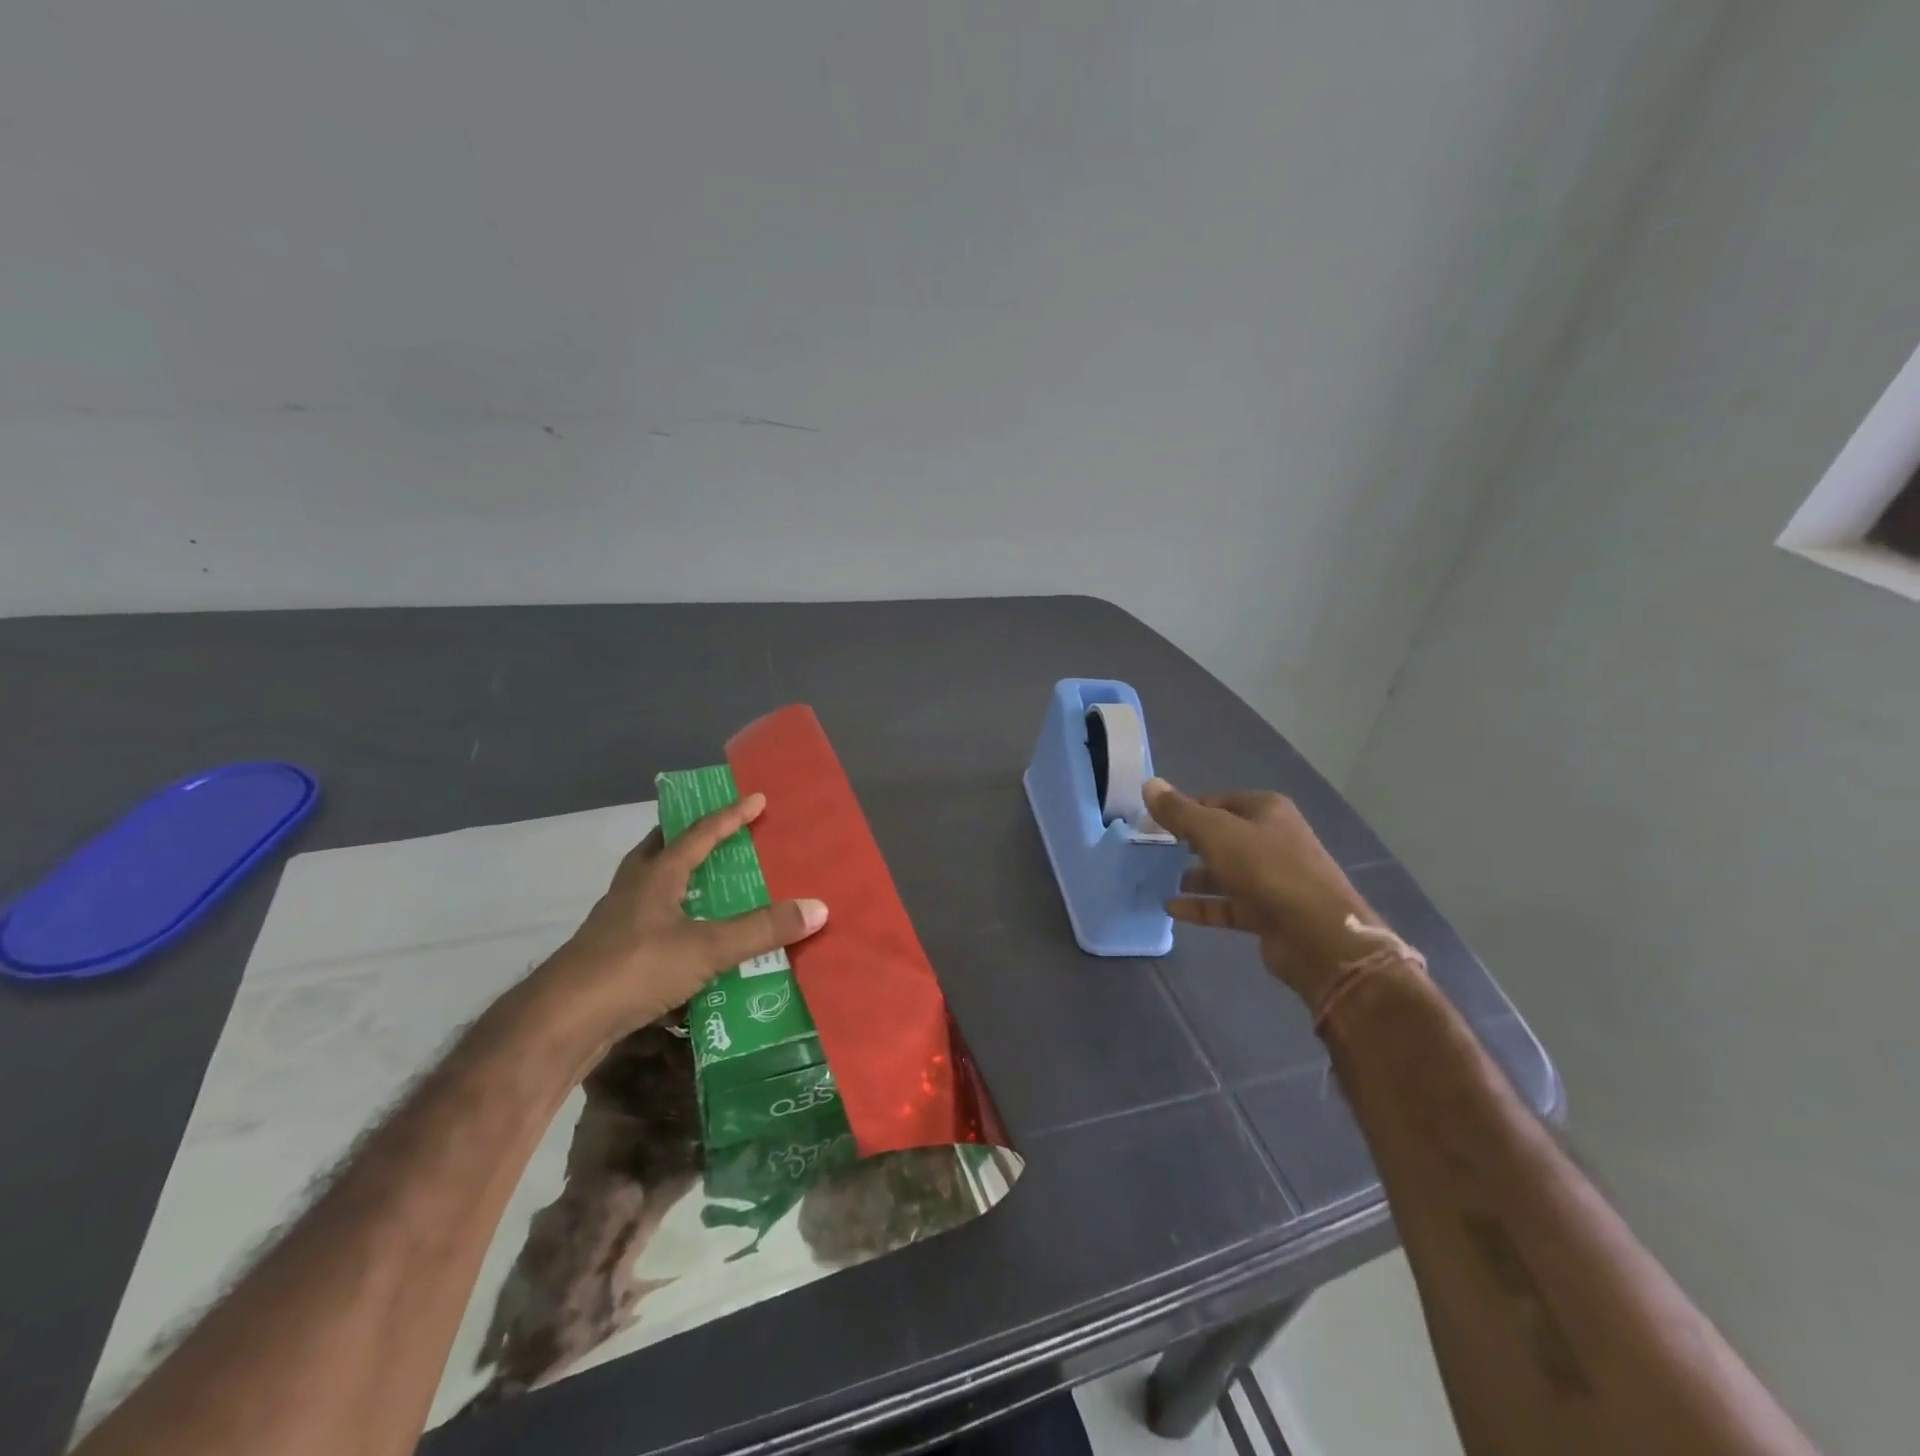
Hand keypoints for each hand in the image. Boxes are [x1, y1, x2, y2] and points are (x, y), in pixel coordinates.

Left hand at [534, 792, 827, 1041]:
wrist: (561, 1022)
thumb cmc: (635, 968)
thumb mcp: (707, 948)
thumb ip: (761, 929)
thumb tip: (818, 907)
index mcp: (656, 875)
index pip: (700, 833)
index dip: (731, 816)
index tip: (757, 799)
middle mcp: (634, 889)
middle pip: (661, 849)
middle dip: (689, 837)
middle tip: (718, 833)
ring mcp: (617, 922)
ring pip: (652, 886)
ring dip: (679, 878)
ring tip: (708, 885)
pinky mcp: (611, 955)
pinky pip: (650, 923)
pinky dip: (673, 920)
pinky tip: (688, 941)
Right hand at [1143, 778, 1379, 1003]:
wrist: (1318, 935)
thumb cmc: (1266, 869)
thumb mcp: (1216, 833)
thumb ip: (1180, 812)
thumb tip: (1149, 783)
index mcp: (1266, 811)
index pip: (1216, 801)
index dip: (1185, 809)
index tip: (1153, 823)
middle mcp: (1273, 839)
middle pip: (1221, 837)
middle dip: (1188, 843)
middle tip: (1153, 851)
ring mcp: (1273, 879)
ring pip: (1225, 873)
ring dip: (1194, 877)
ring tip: (1158, 880)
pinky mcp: (1268, 913)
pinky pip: (1228, 905)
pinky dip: (1202, 906)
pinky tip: (1172, 909)